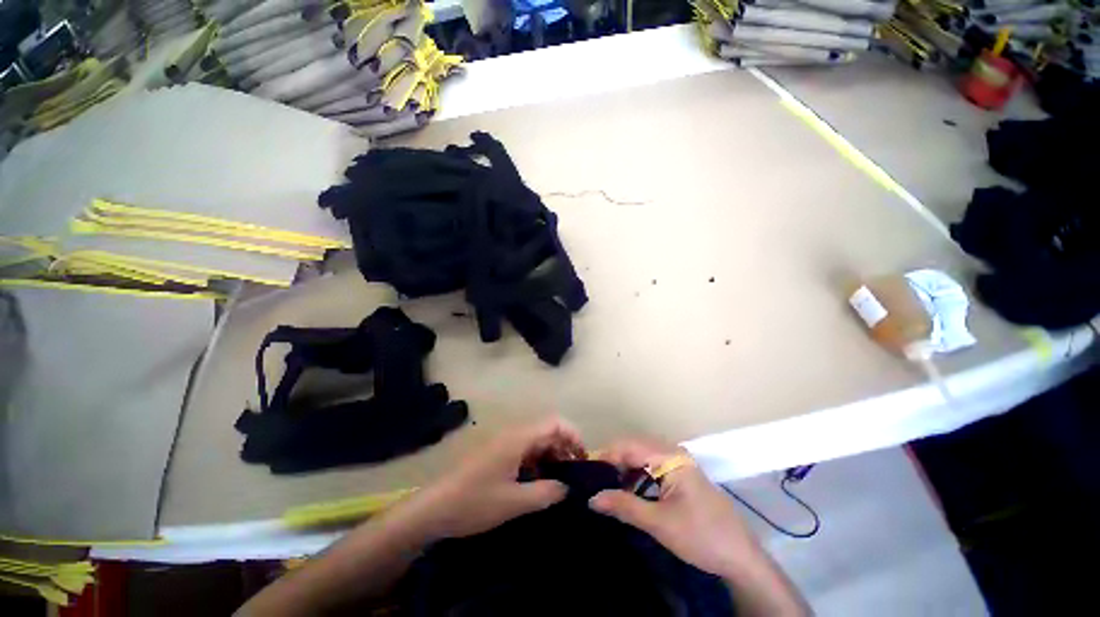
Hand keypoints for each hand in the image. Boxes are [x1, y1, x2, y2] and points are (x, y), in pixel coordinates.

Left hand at [400, 417, 585, 540]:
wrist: (434, 509)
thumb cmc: (475, 502)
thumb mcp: (515, 502)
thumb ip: (546, 493)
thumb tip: (569, 487)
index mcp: (519, 438)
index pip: (555, 423)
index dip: (573, 435)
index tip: (583, 459)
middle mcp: (513, 435)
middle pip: (547, 431)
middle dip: (564, 449)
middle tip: (573, 476)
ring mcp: (504, 444)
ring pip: (537, 442)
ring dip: (551, 457)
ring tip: (559, 483)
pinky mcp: (498, 454)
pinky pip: (525, 452)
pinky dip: (537, 463)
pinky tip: (538, 484)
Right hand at [589, 439, 762, 577]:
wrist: (740, 557)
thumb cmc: (702, 537)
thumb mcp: (659, 523)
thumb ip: (624, 506)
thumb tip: (592, 499)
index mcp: (670, 457)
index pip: (629, 446)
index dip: (606, 456)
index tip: (586, 471)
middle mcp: (673, 452)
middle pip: (634, 447)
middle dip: (612, 461)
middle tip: (593, 478)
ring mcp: (677, 462)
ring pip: (641, 456)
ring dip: (623, 468)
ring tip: (606, 484)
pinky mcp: (679, 474)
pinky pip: (650, 466)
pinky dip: (635, 475)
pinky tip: (626, 489)